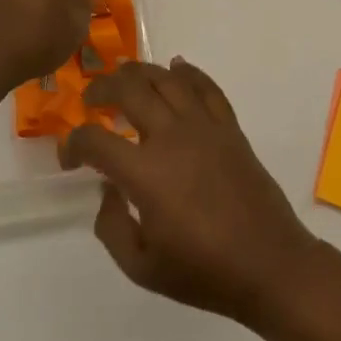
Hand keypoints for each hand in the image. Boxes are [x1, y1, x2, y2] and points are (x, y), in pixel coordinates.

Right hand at [62, 58, 323, 326]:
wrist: (270, 266)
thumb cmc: (204, 272)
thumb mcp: (140, 266)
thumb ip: (111, 225)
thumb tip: (108, 190)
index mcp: (145, 173)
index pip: (94, 140)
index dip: (72, 144)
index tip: (70, 159)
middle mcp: (172, 138)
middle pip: (129, 89)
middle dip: (100, 88)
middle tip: (91, 100)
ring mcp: (205, 128)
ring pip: (166, 78)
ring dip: (139, 72)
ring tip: (124, 78)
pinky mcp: (230, 129)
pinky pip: (207, 87)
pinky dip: (188, 72)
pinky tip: (176, 68)